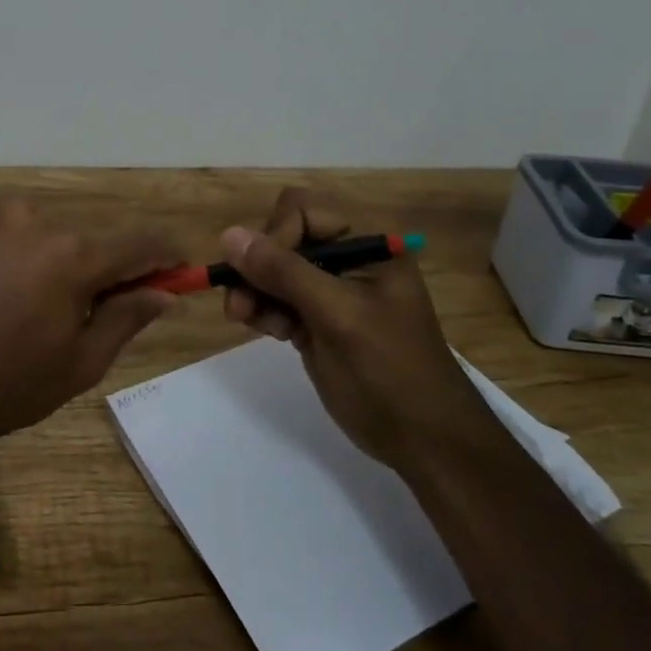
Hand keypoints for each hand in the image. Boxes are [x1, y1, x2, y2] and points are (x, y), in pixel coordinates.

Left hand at [0, 203, 182, 457]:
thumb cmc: (15, 384)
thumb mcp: (85, 360)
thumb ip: (129, 315)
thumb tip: (167, 292)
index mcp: (75, 256)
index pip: (142, 243)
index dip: (169, 257)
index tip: (184, 276)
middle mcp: (45, 228)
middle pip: (105, 240)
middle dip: (126, 268)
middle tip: (132, 309)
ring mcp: (9, 229)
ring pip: (71, 239)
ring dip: (87, 266)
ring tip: (79, 313)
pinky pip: (37, 238)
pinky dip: (53, 258)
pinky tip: (40, 297)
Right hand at [221, 188, 479, 464]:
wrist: (422, 440)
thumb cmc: (390, 370)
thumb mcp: (338, 315)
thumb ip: (284, 272)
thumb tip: (228, 235)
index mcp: (368, 243)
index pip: (302, 211)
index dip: (274, 236)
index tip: (261, 276)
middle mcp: (347, 258)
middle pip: (282, 238)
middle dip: (257, 267)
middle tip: (240, 304)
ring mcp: (330, 291)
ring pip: (272, 270)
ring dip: (252, 290)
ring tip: (243, 319)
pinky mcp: (315, 320)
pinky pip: (275, 299)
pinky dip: (261, 310)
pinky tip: (260, 329)